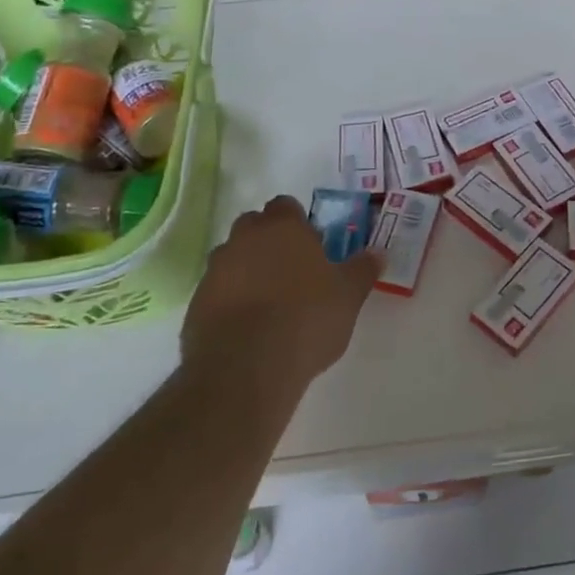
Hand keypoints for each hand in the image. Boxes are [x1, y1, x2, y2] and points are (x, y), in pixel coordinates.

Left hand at [181, 196, 378, 390]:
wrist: (245, 368)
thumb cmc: (306, 319)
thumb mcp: (348, 296)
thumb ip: (362, 270)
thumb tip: (378, 252)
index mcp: (283, 228)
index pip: (285, 206)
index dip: (298, 223)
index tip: (312, 247)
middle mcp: (244, 239)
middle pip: (254, 227)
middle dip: (269, 242)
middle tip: (292, 272)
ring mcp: (215, 270)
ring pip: (233, 258)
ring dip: (247, 271)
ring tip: (269, 303)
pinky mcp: (196, 304)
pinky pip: (217, 292)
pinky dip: (230, 301)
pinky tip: (248, 329)